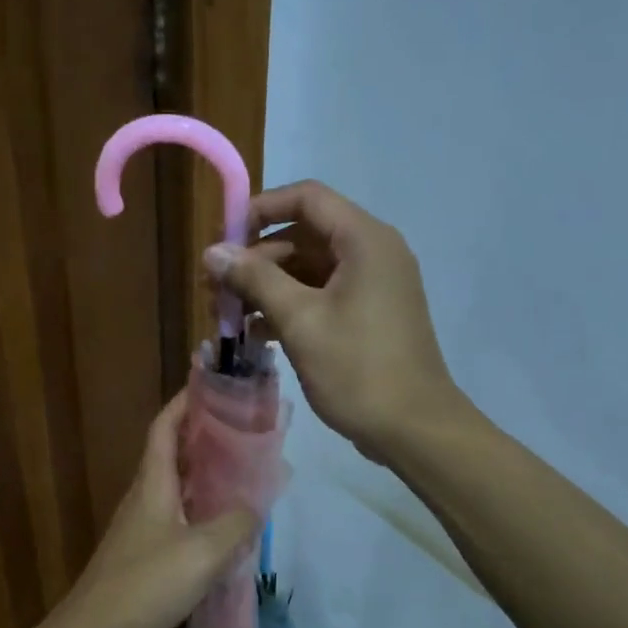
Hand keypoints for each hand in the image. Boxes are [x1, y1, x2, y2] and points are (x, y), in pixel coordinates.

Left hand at [50, 391, 260, 627]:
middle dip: (202, 434)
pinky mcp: (143, 550)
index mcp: (153, 483)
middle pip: (171, 452)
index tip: (212, 386)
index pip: (164, 426)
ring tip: (241, 469)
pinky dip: (199, 505)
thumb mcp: (203, 552)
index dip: (184, 402)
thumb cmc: (145, 583)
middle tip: (242, 428)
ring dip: (203, 471)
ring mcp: (141, 524)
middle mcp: (144, 495)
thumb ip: (236, 523)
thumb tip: (259, 500)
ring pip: (174, 484)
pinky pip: (176, 513)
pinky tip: (222, 522)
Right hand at [204, 180, 459, 460]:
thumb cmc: (357, 369)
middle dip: (256, 259)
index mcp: (364, 240)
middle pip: (305, 235)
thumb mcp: (300, 321)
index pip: (307, 198)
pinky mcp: (370, 315)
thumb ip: (255, 280)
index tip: (223, 237)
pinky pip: (323, 296)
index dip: (260, 210)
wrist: (414, 429)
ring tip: (226, 314)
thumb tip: (212, 252)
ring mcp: (374, 286)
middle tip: (216, 288)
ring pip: (310, 269)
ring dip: (268, 287)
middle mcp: (373, 253)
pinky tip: (256, 333)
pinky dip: (290, 307)